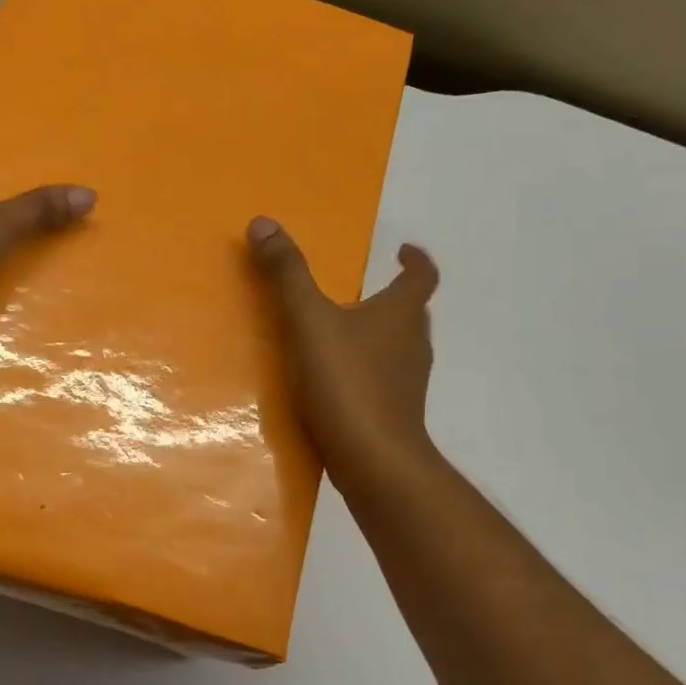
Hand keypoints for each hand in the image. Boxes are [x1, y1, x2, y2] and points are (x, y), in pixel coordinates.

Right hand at [247, 216, 439, 487]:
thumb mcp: (308, 321)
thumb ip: (286, 274)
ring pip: (398, 348)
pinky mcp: (394, 414)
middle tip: (362, 292)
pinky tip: (335, 382)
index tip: (402, 250)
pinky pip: (383, 380)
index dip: (415, 260)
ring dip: (378, 336)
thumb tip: (263, 222)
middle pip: (411, 312)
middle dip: (392, 298)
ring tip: (342, 334)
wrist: (375, 462)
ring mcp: (407, 383)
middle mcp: (412, 345)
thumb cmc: (347, 383)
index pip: (422, 276)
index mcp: (400, 314)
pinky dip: (366, 371)